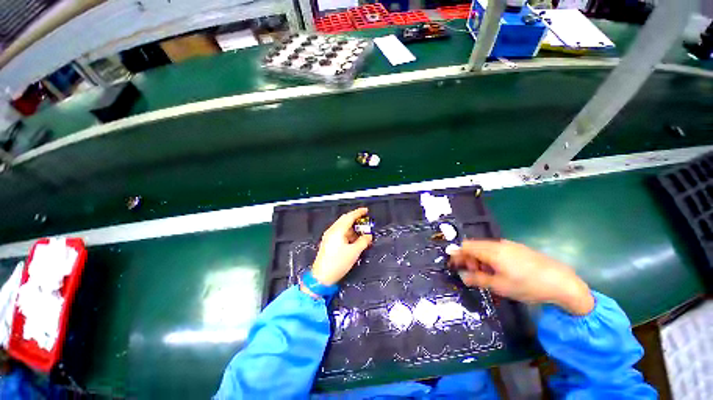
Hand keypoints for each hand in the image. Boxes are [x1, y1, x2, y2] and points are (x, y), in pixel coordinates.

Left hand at [309, 208, 372, 286]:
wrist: (321, 277)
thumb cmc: (338, 263)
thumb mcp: (354, 252)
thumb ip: (363, 241)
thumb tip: (369, 236)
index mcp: (338, 230)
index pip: (349, 217)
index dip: (358, 212)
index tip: (366, 210)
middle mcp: (332, 230)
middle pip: (345, 220)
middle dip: (355, 219)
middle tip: (365, 220)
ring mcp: (329, 236)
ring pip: (342, 226)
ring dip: (352, 227)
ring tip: (361, 233)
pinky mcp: (328, 242)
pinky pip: (339, 232)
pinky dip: (347, 233)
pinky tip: (353, 239)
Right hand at [449, 239, 594, 314]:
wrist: (563, 283)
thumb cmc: (528, 286)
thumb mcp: (500, 286)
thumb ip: (477, 279)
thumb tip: (462, 276)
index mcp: (491, 251)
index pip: (466, 247)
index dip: (457, 254)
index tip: (452, 264)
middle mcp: (498, 244)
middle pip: (474, 246)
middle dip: (468, 258)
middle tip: (471, 273)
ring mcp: (509, 245)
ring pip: (485, 248)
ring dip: (479, 259)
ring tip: (486, 274)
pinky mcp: (518, 248)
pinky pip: (496, 250)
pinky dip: (490, 258)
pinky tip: (499, 270)